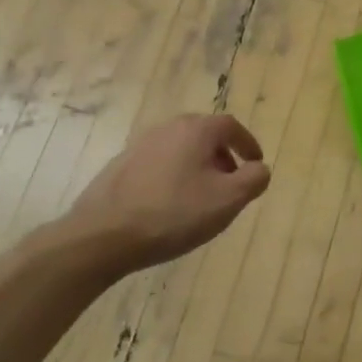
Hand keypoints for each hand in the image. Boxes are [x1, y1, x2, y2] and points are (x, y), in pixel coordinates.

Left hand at [63, 114, 270, 272]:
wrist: (103, 235)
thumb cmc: (173, 214)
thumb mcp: (227, 200)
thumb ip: (253, 179)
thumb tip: (259, 168)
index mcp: (195, 130)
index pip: (231, 126)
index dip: (248, 144)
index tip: (256, 164)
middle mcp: (167, 128)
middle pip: (204, 135)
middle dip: (223, 156)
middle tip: (231, 183)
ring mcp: (140, 145)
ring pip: (180, 149)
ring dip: (197, 167)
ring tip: (202, 198)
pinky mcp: (120, 165)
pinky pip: (159, 164)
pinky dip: (174, 176)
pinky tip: (170, 206)